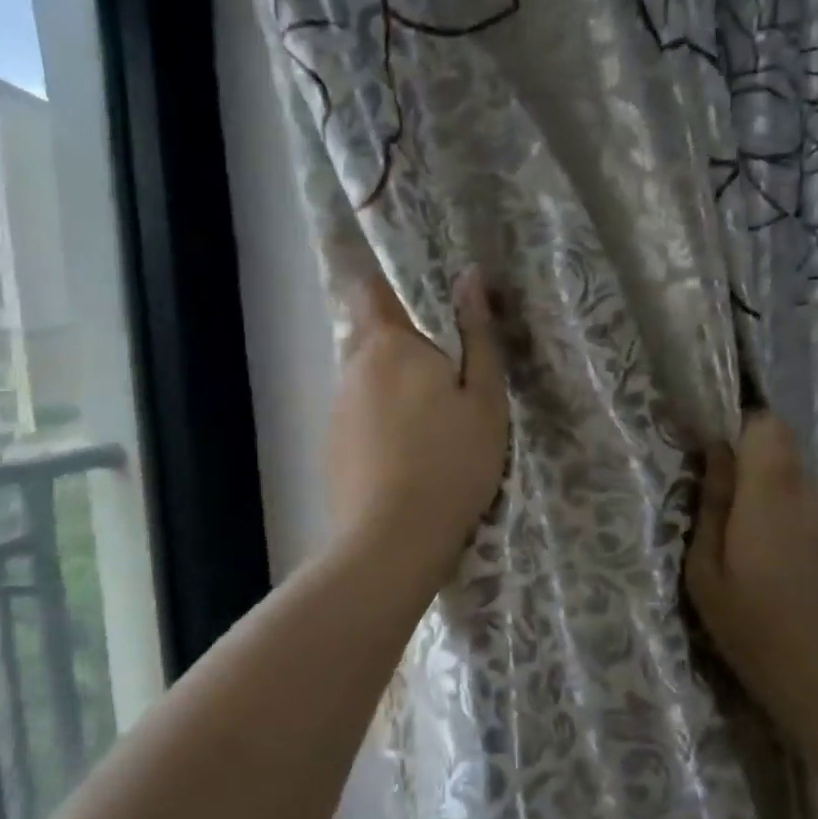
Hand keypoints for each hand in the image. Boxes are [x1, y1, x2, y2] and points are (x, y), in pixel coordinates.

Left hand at [326, 267, 507, 579]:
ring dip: (392, 385)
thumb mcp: (484, 398)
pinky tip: (408, 455)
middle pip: (369, 337)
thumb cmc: (451, 462)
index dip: (386, 282)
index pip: (369, 290)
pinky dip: (381, 421)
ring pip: (365, 380)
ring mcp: (337, 411)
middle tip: (446, 371)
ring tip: (432, 421)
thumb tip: (470, 276)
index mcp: (388, 345)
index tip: (420, 295)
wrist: (393, 542)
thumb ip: (478, 335)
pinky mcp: (333, 449)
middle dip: (402, 343)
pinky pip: (359, 416)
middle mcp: (352, 369)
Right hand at [686, 414, 817, 752]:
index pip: (768, 427)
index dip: (744, 432)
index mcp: (772, 501)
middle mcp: (816, 501)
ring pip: (803, 497)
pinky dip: (806, 542)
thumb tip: (716, 453)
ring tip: (769, 574)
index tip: (721, 462)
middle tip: (734, 535)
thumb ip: (712, 506)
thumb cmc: (755, 634)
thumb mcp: (706, 576)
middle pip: (784, 462)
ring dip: (780, 517)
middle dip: (755, 483)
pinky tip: (802, 590)